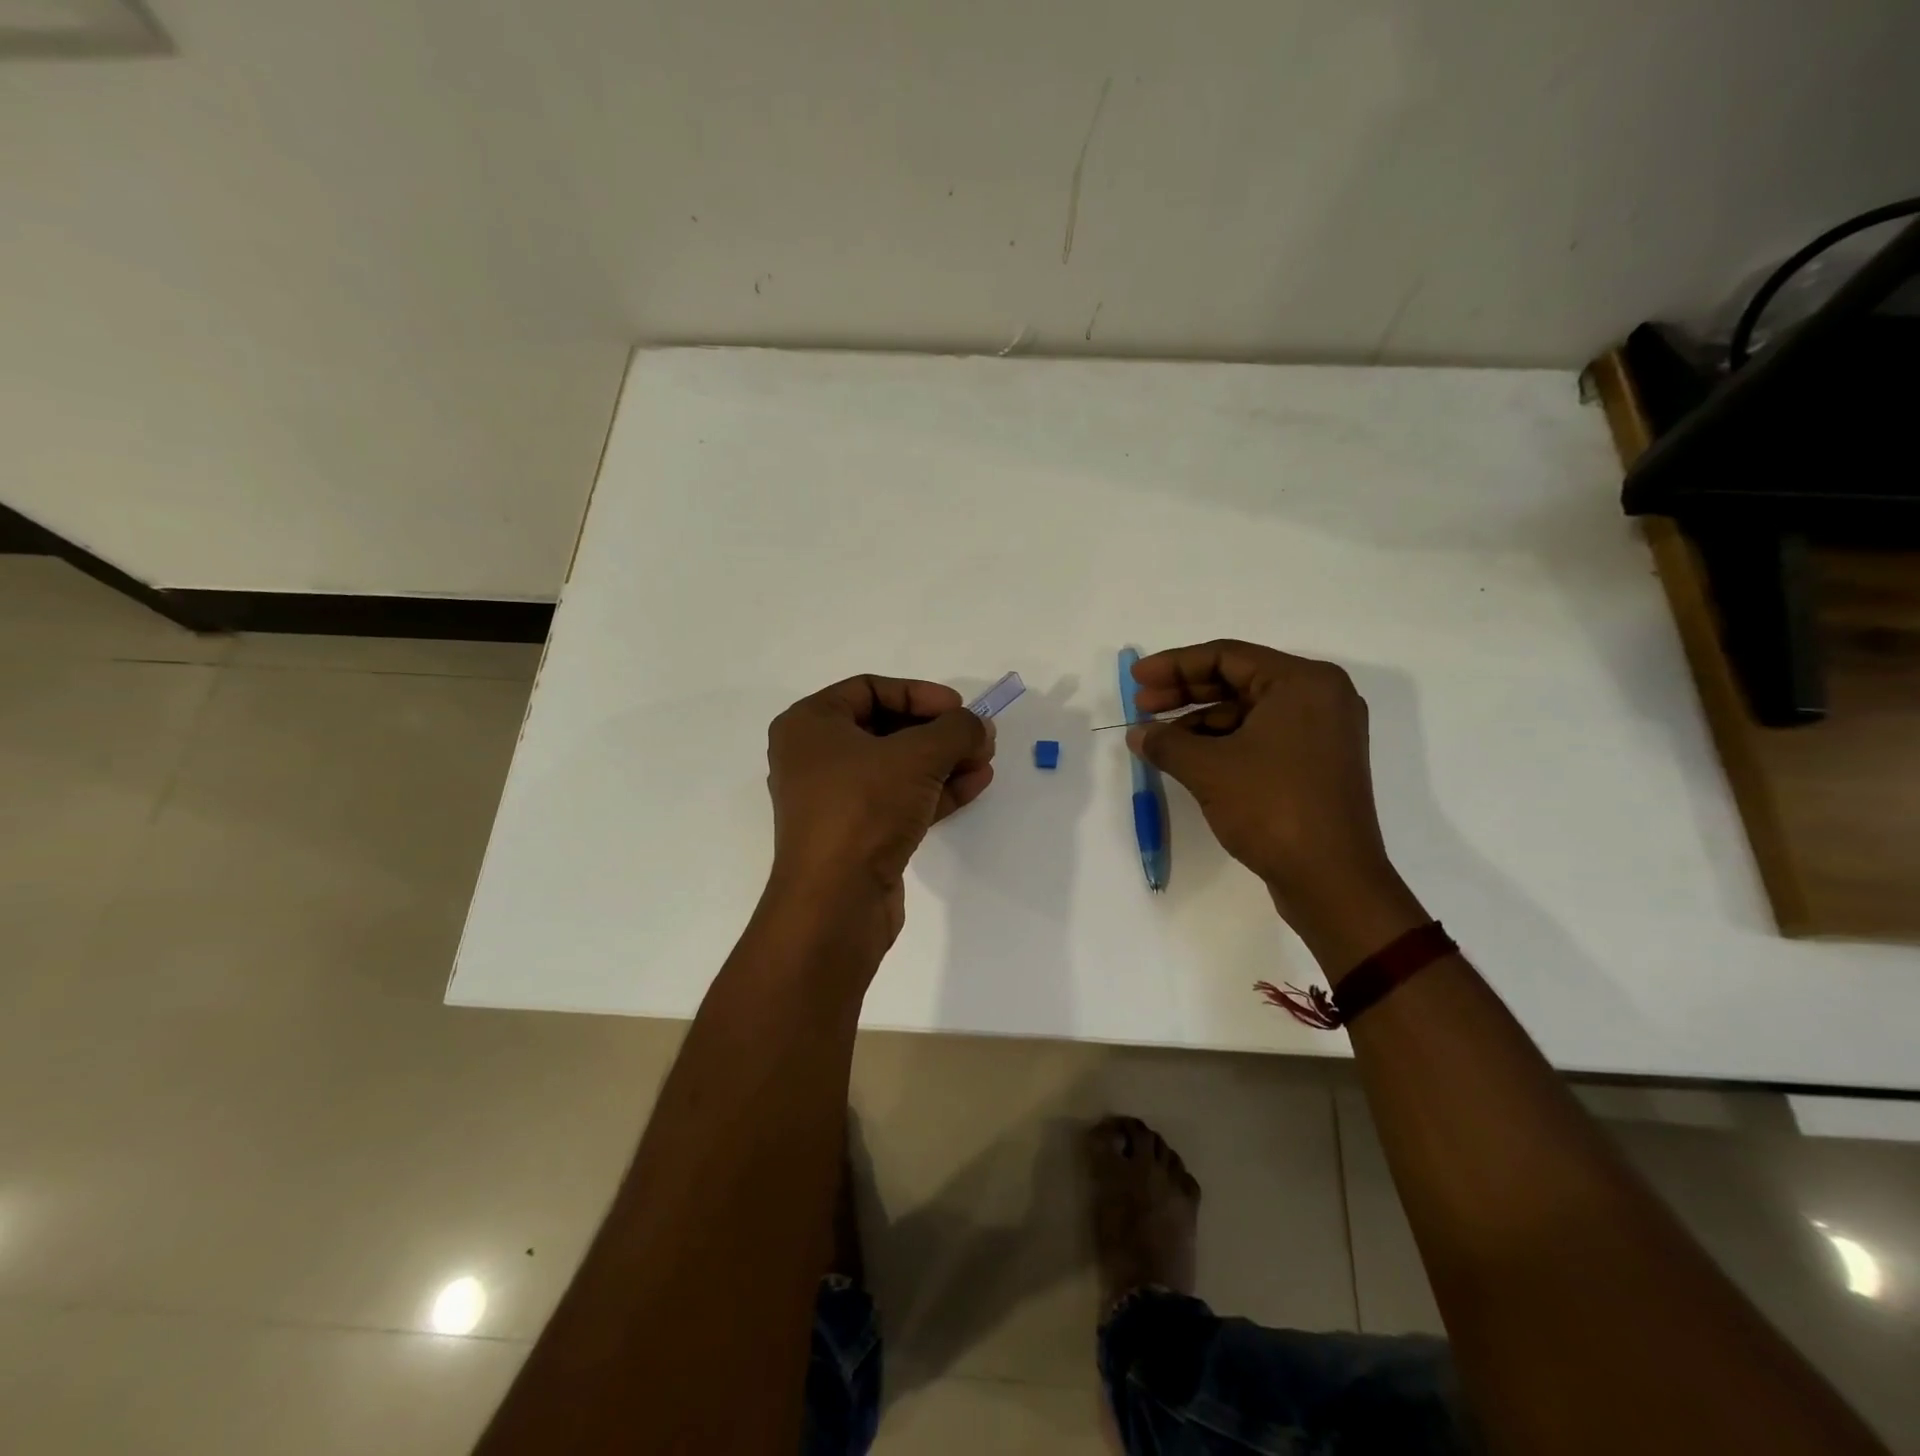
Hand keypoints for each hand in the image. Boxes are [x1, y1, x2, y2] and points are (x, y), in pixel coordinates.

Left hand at [765, 675, 994, 938]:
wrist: (835, 902)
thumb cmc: (864, 808)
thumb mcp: (918, 756)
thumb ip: (956, 730)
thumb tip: (978, 726)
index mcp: (810, 724)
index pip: (870, 689)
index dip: (920, 694)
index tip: (959, 708)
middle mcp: (814, 757)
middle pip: (886, 729)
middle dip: (938, 732)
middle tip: (978, 738)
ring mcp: (833, 799)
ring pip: (896, 767)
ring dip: (943, 762)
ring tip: (985, 761)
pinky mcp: (854, 834)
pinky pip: (897, 799)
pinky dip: (933, 791)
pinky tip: (973, 786)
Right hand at [1127, 640, 1426, 973]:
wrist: (1332, 880)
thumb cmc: (1272, 808)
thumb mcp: (1209, 769)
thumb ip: (1166, 742)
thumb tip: (1138, 734)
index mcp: (1303, 682)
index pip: (1226, 656)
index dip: (1174, 665)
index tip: (1136, 679)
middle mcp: (1319, 697)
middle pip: (1238, 680)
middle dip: (1184, 692)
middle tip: (1142, 704)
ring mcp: (1321, 732)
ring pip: (1247, 711)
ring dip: (1199, 720)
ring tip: (1157, 738)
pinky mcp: (1316, 763)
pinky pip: (1261, 736)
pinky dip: (1222, 742)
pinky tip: (1187, 758)